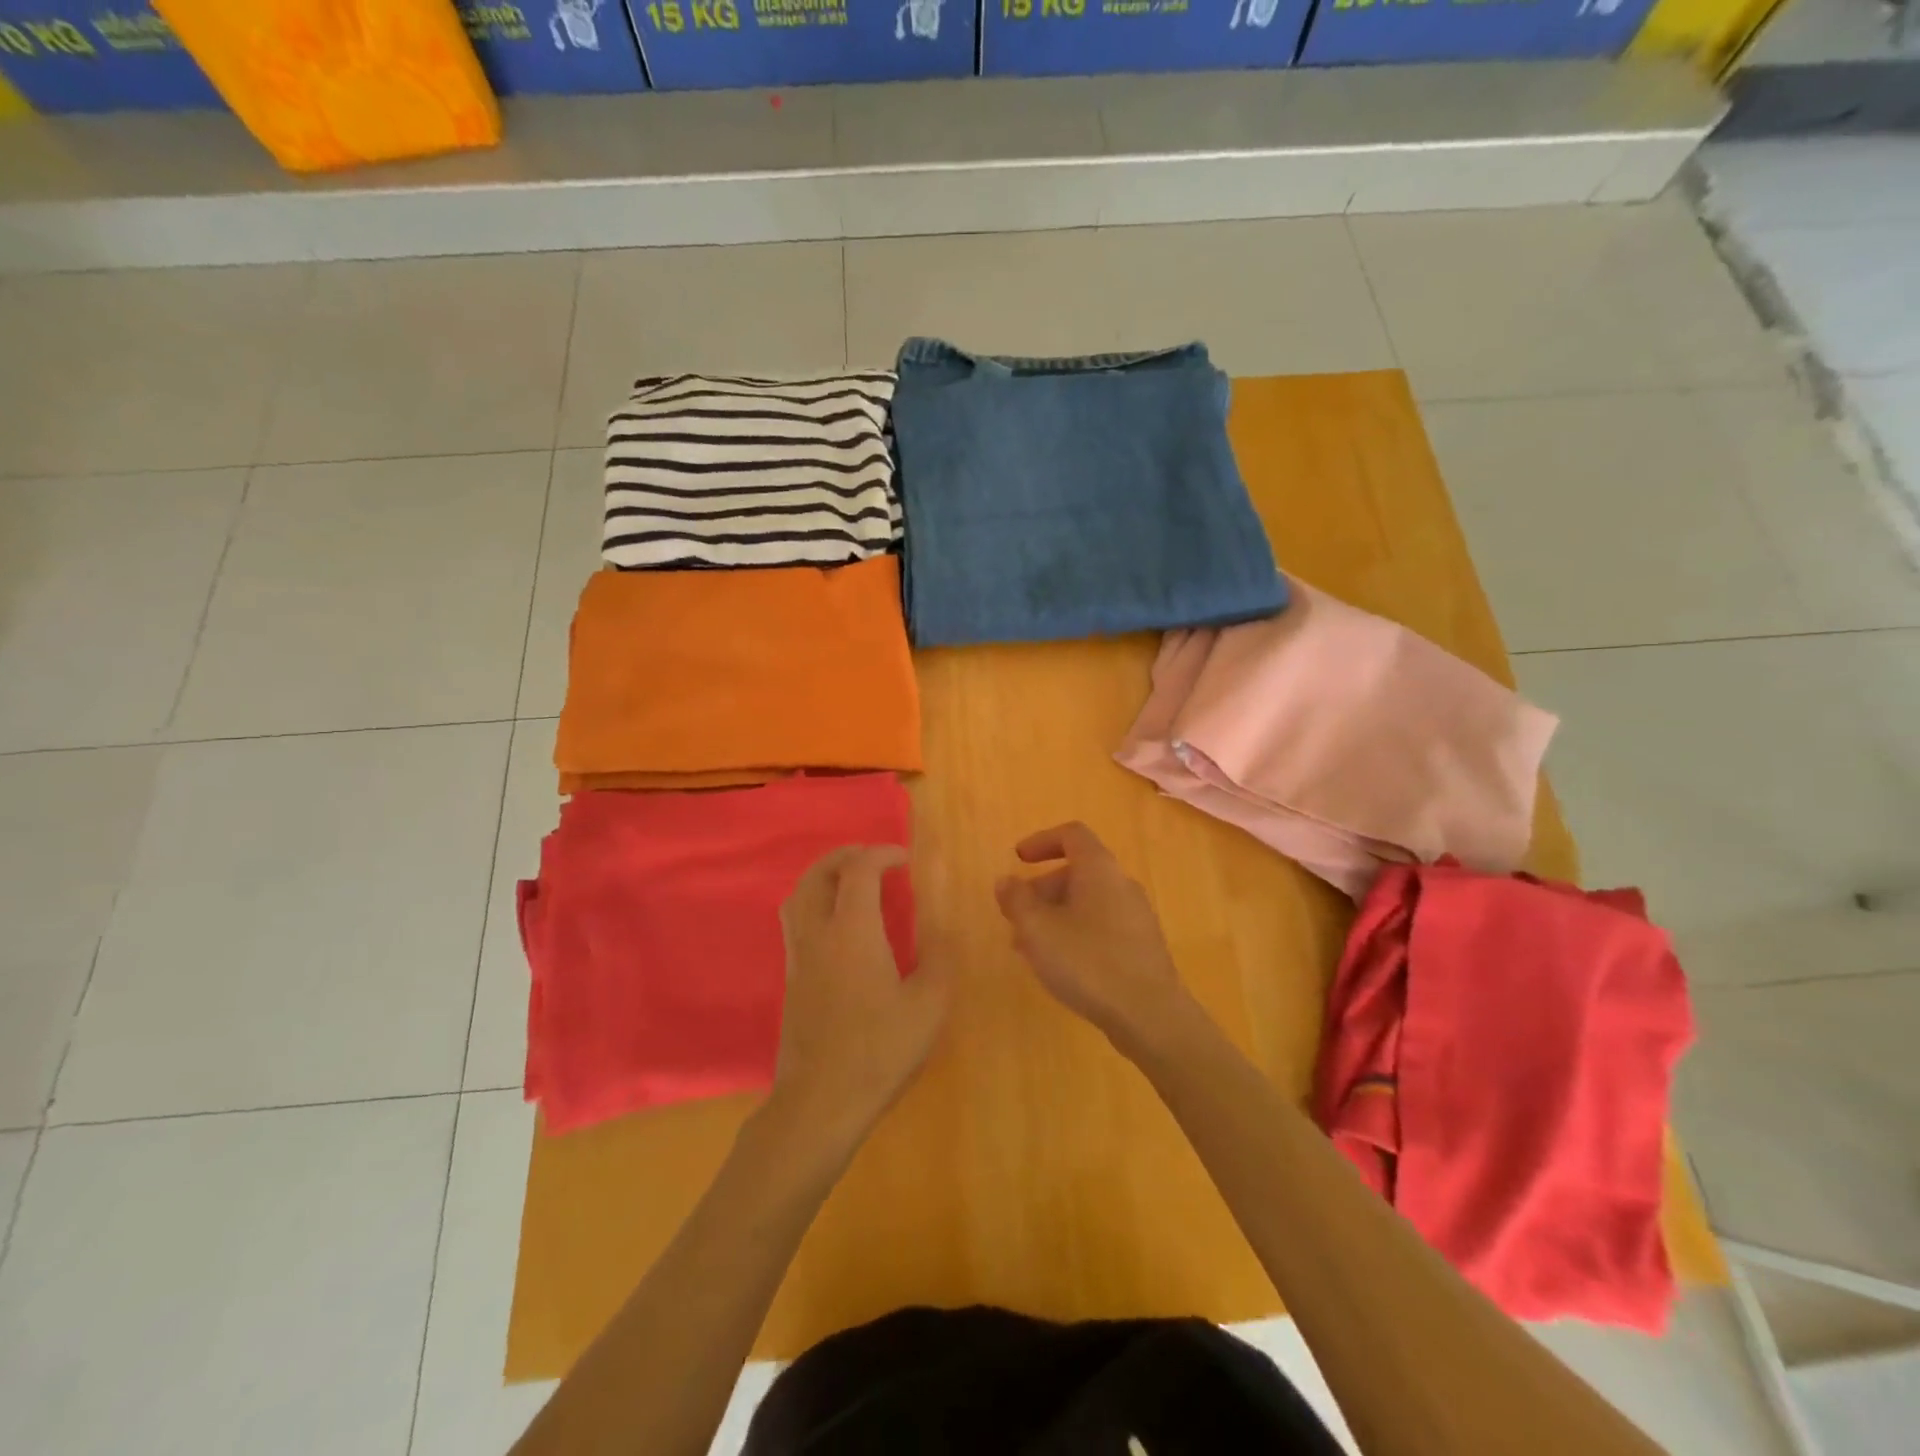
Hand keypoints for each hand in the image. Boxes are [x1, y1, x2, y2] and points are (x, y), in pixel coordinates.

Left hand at [770, 845, 951, 1153]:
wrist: (820, 1103)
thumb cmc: (880, 1051)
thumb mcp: (929, 1004)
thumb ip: (940, 955)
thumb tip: (946, 920)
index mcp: (852, 932)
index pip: (858, 870)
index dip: (882, 853)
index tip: (906, 859)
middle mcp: (818, 934)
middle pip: (818, 873)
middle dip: (847, 855)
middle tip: (876, 859)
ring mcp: (798, 956)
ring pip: (799, 895)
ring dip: (826, 875)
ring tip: (855, 882)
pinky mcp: (791, 978)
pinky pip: (797, 919)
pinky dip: (816, 901)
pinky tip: (841, 925)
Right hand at [994, 822, 1196, 1056]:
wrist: (1150, 1015)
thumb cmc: (1088, 961)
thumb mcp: (1038, 929)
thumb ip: (1017, 900)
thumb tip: (1006, 881)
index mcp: (1099, 869)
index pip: (1072, 835)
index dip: (1041, 840)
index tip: (1018, 859)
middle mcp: (1122, 884)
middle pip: (1077, 871)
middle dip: (1041, 889)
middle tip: (1015, 916)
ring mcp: (1136, 916)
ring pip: (1087, 902)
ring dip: (1054, 915)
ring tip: (1028, 948)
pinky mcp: (1141, 946)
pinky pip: (1101, 926)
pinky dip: (1075, 933)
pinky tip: (1059, 966)